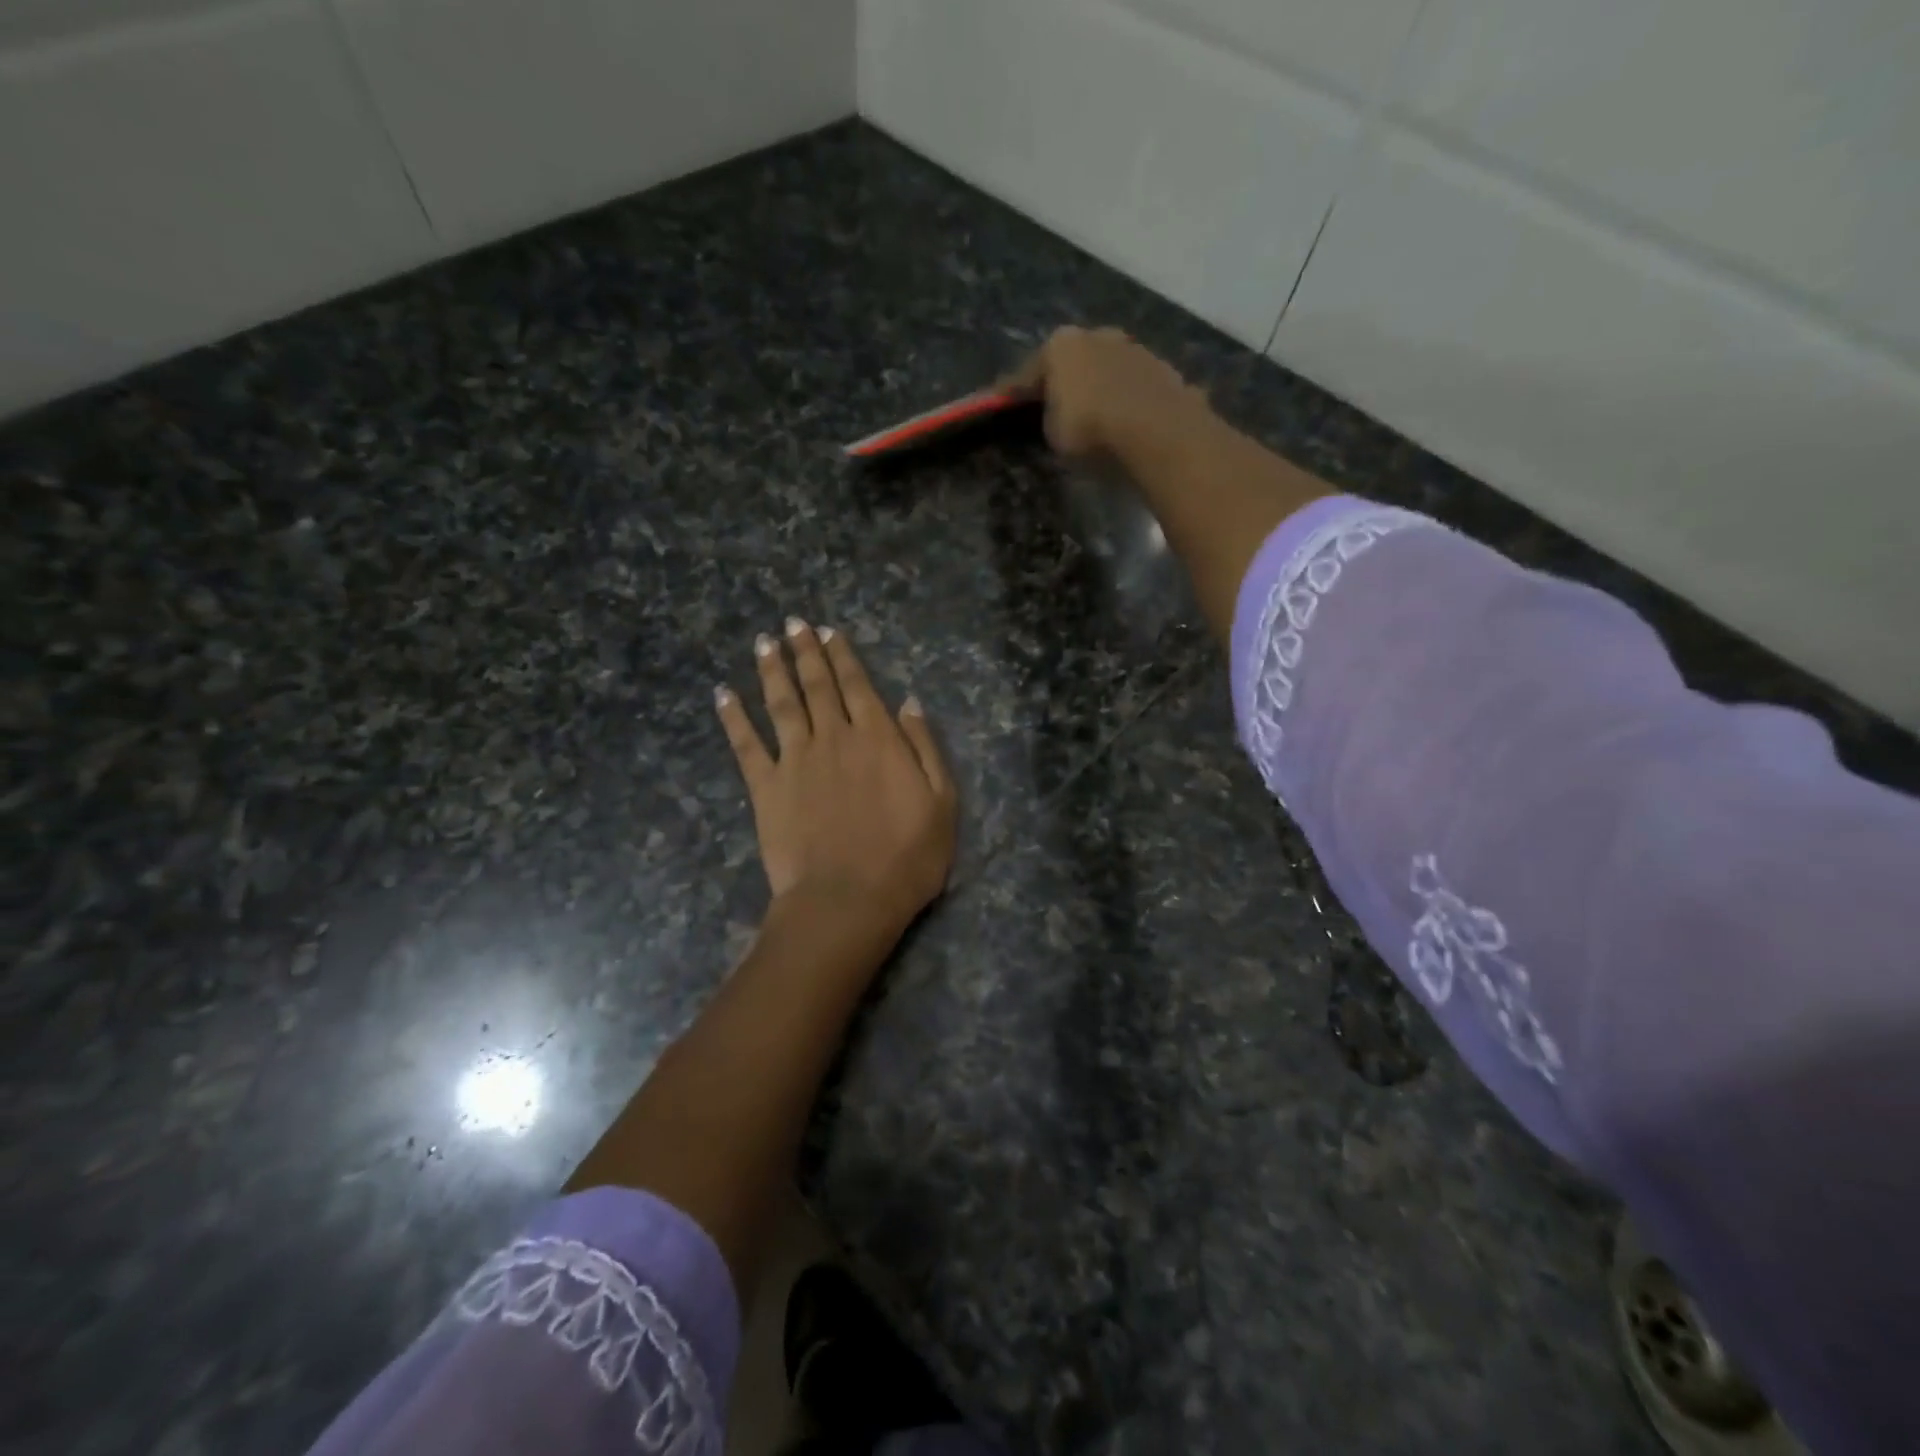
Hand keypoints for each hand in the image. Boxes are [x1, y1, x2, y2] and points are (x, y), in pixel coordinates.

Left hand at [716, 618, 957, 942]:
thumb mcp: (942, 802)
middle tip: (793, 624)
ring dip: (772, 670)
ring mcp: (795, 760)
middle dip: (805, 651)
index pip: (857, 685)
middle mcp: (834, 737)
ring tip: (765, 643)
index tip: (828, 631)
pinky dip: (733, 717)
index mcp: (877, 738)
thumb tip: (908, 702)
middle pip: (817, 685)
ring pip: (782, 703)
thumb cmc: (907, 857)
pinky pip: (745, 744)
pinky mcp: (766, 787)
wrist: (848, 900)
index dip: (842, 656)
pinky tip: (723, 694)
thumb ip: (925, 747)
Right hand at [1002, 325, 1213, 459]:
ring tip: (1096, 415)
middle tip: (1055, 405)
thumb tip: (1057, 414)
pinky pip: (1135, 388)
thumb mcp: (1053, 433)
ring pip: (1108, 370)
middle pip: (1074, 362)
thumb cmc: (1091, 429)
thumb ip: (1049, 417)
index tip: (999, 404)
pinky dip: (1127, 400)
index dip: (1012, 393)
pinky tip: (1126, 420)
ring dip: (1100, 388)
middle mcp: (1098, 335)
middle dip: (1064, 381)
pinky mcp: (1165, 370)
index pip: (1028, 372)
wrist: (1157, 430)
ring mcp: (1136, 349)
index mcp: (1061, 345)